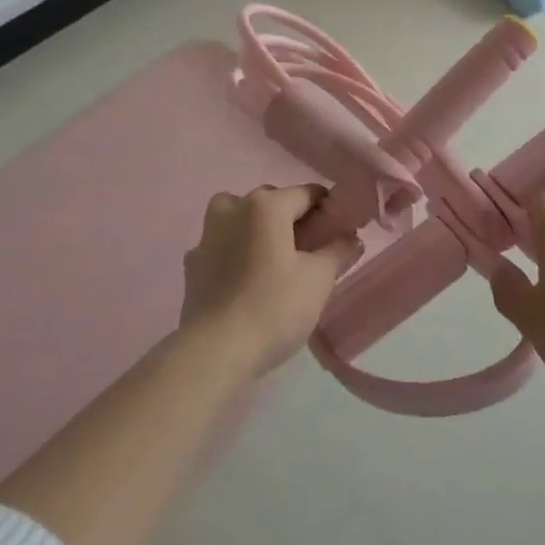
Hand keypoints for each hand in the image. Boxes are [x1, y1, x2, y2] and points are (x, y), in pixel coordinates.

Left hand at [180, 185, 362, 374]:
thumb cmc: (273, 308)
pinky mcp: (193, 262)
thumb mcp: (318, 280)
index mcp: (266, 205)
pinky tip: (246, 280)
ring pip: (242, 218)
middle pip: (273, 203)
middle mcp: (233, 207)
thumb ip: (338, 251)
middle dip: (293, 220)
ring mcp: (208, 234)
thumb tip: (351, 238)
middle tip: (311, 251)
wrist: (215, 351)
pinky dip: (236, 252)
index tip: (340, 233)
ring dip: (259, 231)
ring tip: (275, 262)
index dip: (328, 210)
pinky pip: (223, 245)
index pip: (307, 194)